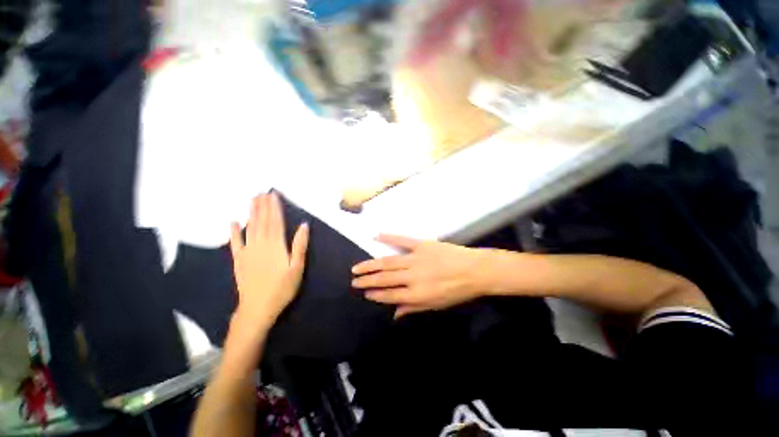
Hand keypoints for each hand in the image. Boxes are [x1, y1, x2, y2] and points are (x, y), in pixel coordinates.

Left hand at [230, 193, 308, 333]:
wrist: (257, 308)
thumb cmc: (282, 288)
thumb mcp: (297, 267)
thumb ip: (299, 246)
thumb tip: (303, 225)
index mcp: (276, 246)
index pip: (276, 222)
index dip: (275, 208)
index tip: (274, 195)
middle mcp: (260, 244)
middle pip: (262, 221)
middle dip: (263, 206)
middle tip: (262, 191)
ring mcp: (247, 252)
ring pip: (250, 228)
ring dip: (252, 213)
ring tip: (252, 200)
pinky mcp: (239, 260)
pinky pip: (236, 243)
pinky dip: (234, 232)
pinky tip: (233, 222)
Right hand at [351, 235, 491, 317]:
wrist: (475, 270)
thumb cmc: (456, 291)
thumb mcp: (436, 305)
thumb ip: (413, 308)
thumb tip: (393, 314)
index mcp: (417, 294)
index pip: (390, 295)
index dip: (375, 294)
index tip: (364, 293)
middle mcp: (412, 276)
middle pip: (385, 278)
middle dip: (367, 280)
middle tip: (354, 280)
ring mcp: (416, 258)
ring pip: (388, 261)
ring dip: (371, 264)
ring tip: (357, 267)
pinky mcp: (422, 244)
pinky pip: (402, 239)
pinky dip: (388, 237)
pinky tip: (376, 236)